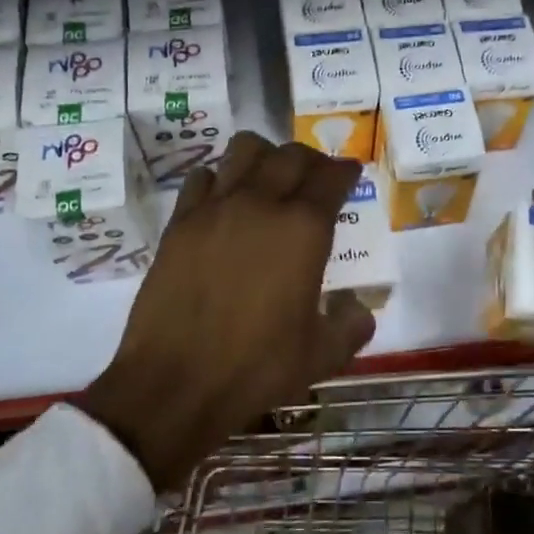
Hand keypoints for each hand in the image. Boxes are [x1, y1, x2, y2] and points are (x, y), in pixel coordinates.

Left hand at [76, 132, 374, 490]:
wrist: (175, 383)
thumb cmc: (256, 367)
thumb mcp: (321, 354)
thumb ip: (351, 325)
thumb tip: (358, 309)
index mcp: (303, 229)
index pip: (332, 177)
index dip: (346, 171)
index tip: (350, 173)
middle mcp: (261, 204)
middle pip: (291, 155)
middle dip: (311, 159)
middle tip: (316, 177)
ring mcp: (215, 208)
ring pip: (244, 150)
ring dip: (264, 156)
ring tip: (269, 179)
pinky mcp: (180, 222)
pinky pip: (202, 178)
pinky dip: (219, 179)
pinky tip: (223, 203)